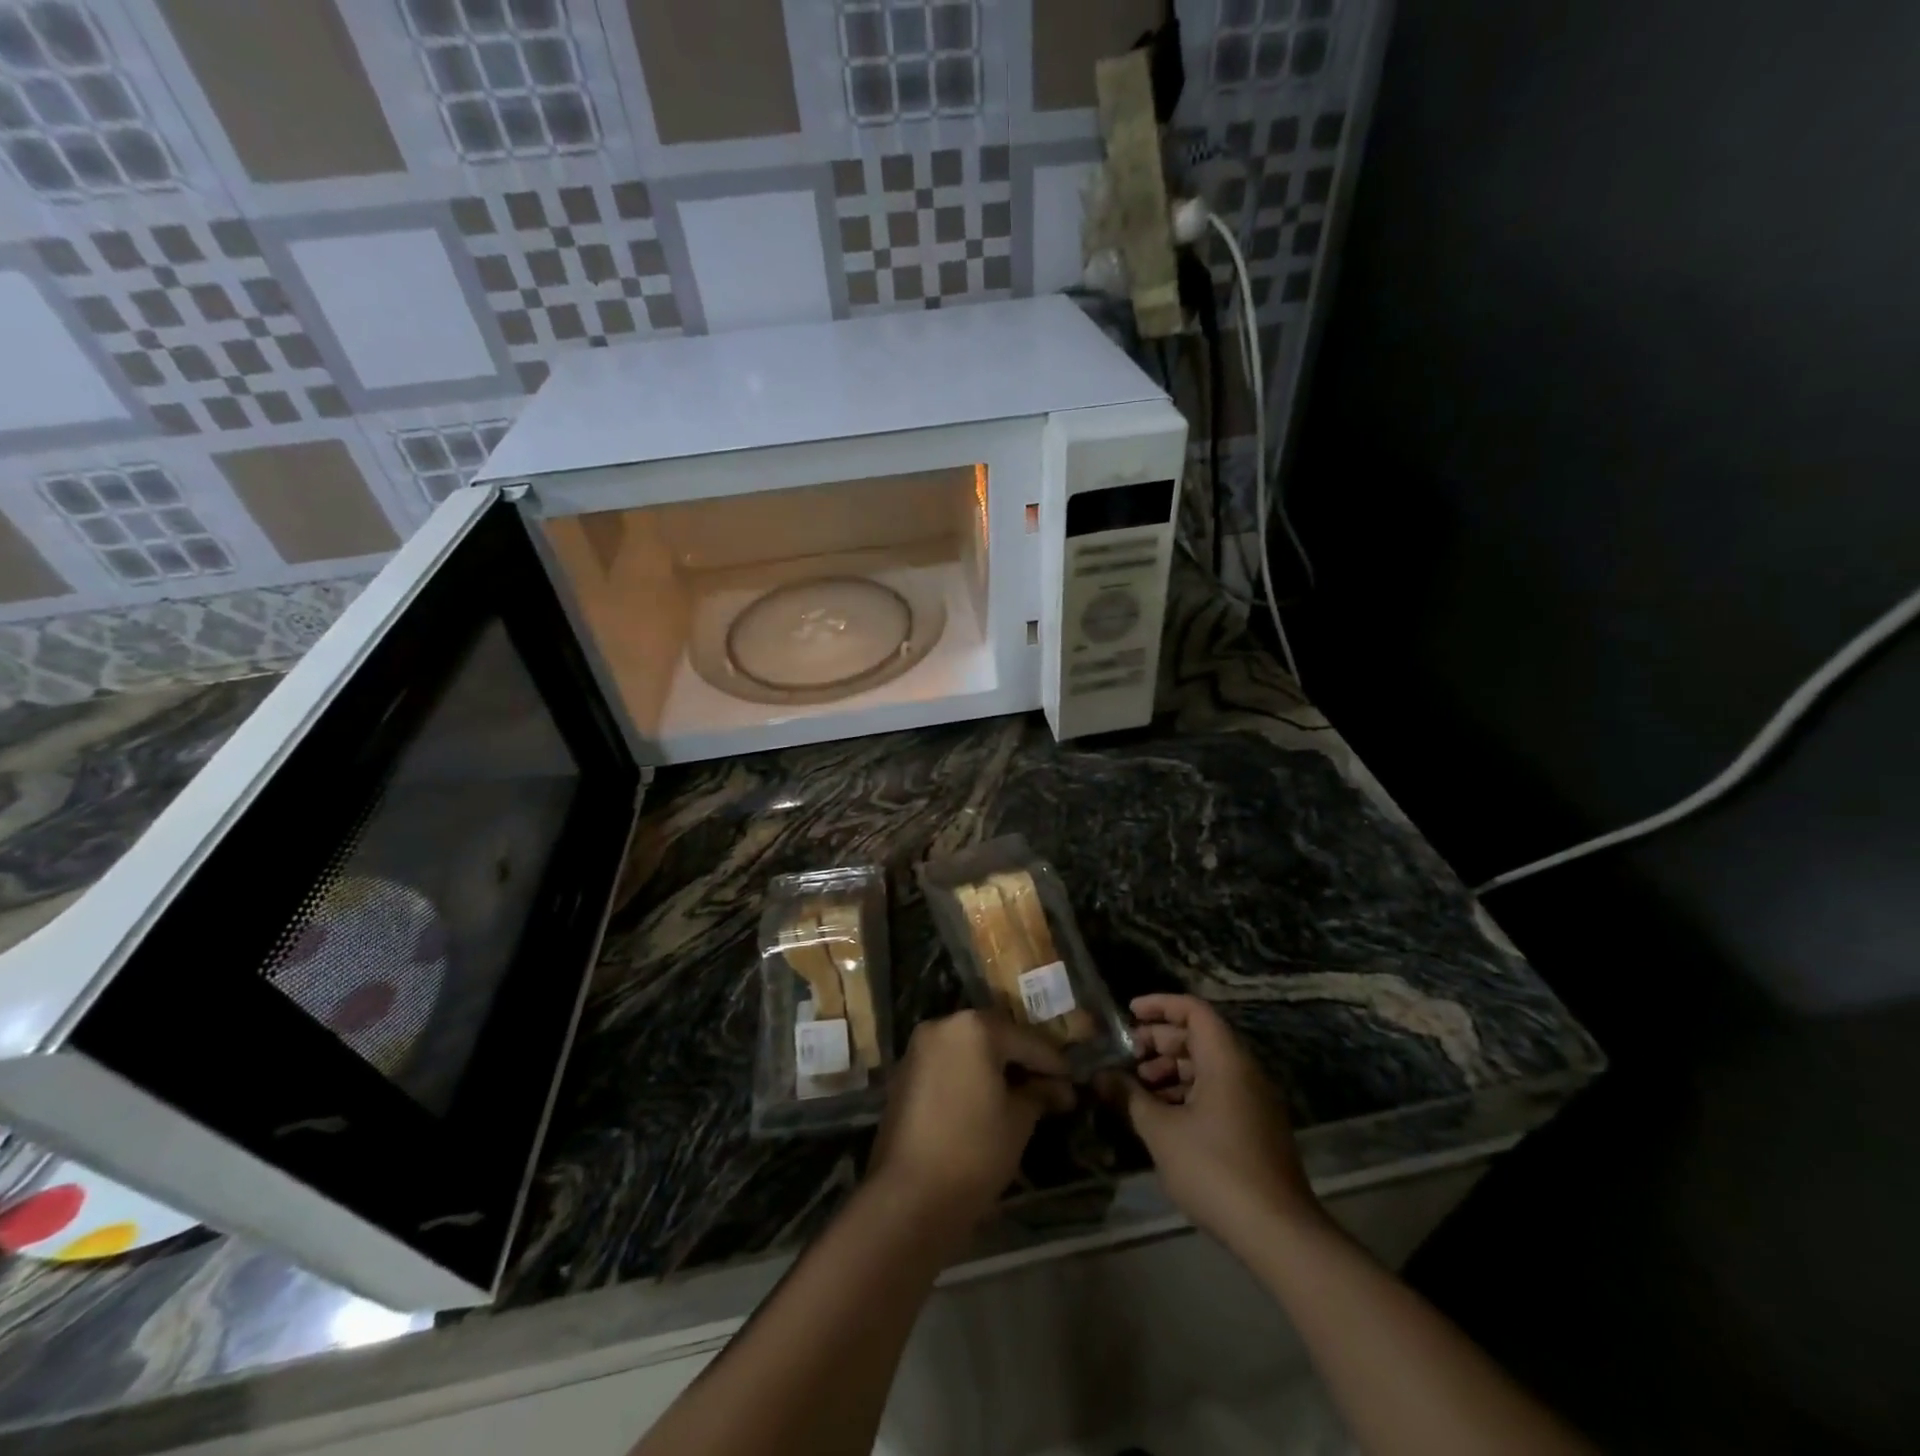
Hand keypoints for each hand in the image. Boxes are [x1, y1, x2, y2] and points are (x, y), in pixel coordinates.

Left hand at [868, 1010, 1074, 1231]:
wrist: (910, 1195)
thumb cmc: (975, 1150)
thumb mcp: (1019, 1121)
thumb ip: (1040, 1093)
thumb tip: (1059, 1088)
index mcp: (975, 1027)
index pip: (1027, 1041)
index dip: (1054, 1062)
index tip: (1074, 1080)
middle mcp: (944, 1025)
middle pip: (995, 1037)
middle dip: (1022, 1060)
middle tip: (1050, 1085)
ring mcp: (920, 1048)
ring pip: (969, 1049)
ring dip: (995, 1067)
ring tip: (1022, 1094)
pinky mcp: (905, 1073)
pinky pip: (948, 1064)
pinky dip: (969, 1076)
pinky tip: (988, 1100)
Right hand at [1107, 994, 1322, 1248]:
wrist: (1279, 1234)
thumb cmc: (1215, 1170)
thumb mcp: (1161, 1132)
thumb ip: (1129, 1097)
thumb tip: (1100, 1075)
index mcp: (1226, 1060)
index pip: (1193, 1010)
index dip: (1159, 1005)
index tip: (1129, 1013)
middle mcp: (1245, 1071)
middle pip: (1200, 1037)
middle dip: (1160, 1041)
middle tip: (1127, 1055)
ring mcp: (1254, 1101)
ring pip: (1208, 1066)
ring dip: (1172, 1069)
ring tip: (1139, 1088)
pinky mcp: (1257, 1127)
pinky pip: (1218, 1091)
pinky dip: (1189, 1092)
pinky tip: (1163, 1115)